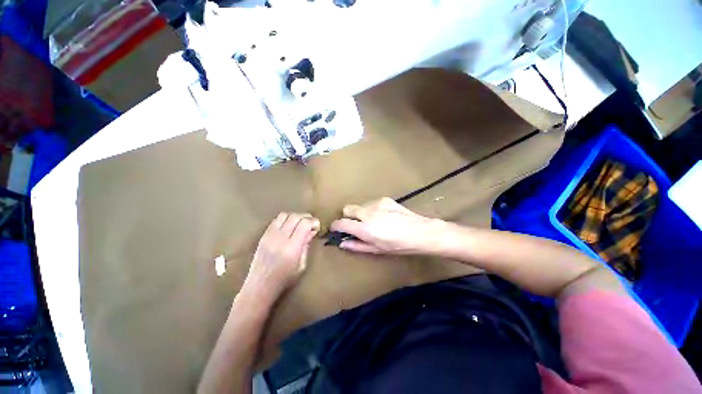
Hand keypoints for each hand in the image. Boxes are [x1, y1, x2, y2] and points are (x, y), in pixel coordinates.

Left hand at [245, 213, 319, 296]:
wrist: (259, 286)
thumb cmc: (284, 279)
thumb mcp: (301, 265)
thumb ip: (306, 245)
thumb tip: (311, 231)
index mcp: (291, 248)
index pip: (304, 224)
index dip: (313, 221)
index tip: (317, 226)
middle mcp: (280, 238)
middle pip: (295, 216)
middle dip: (306, 217)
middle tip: (311, 223)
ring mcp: (269, 235)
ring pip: (285, 215)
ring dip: (295, 216)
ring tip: (300, 223)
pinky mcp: (263, 235)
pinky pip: (276, 220)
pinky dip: (286, 219)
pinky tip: (289, 226)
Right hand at [330, 198, 440, 254]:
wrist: (420, 232)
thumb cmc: (399, 245)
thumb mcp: (377, 250)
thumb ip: (357, 245)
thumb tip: (342, 243)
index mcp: (365, 228)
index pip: (341, 222)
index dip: (335, 226)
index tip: (336, 229)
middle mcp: (368, 213)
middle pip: (347, 209)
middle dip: (347, 216)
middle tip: (355, 225)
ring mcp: (376, 204)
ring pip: (359, 205)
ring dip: (360, 213)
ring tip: (373, 221)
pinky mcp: (384, 199)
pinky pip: (371, 203)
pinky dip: (371, 209)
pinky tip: (383, 216)